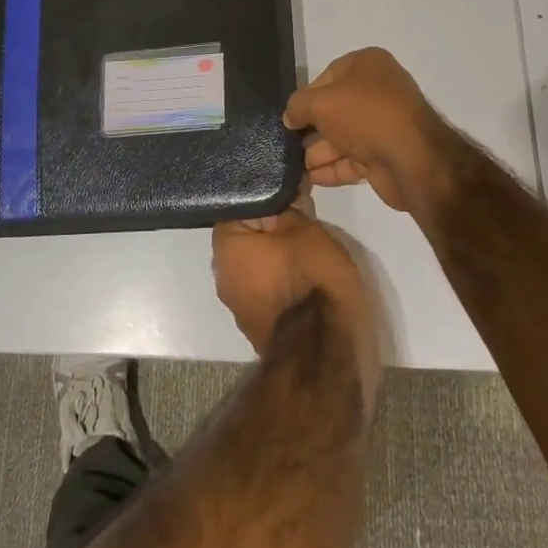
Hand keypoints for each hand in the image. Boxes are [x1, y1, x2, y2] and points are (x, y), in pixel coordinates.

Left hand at [212, 206, 380, 400]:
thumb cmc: (311, 280)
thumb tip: (282, 197)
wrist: (324, 351)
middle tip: (303, 219)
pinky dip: (283, 281)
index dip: (267, 198)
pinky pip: (268, 289)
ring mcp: (238, 304)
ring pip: (257, 264)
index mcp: (225, 247)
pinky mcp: (258, 325)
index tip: (289, 195)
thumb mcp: (306, 229)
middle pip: (247, 237)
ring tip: (309, 247)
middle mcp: (222, 275)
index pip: (238, 207)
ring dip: (278, 256)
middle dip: (272, 228)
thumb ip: (289, 207)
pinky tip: (307, 277)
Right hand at [283, 48, 456, 216]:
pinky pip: (351, 159)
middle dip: (310, 128)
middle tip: (286, 144)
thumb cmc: (364, 116)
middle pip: (334, 109)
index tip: (290, 117)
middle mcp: (378, 91)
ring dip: (317, 152)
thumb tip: (290, 117)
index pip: (327, 76)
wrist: (411, 158)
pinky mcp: (385, 155)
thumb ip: (298, 106)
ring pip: (342, 137)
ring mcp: (383, 125)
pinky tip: (309, 178)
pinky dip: (331, 168)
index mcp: (368, 65)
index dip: (306, 96)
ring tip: (292, 166)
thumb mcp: (320, 102)